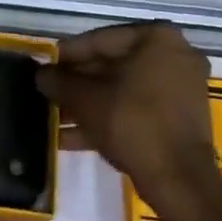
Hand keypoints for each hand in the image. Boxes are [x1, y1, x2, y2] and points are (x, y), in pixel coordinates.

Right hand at [37, 24, 219, 216]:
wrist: (179, 182)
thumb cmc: (132, 123)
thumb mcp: (86, 99)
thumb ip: (59, 81)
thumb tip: (40, 74)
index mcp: (157, 38)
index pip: (101, 40)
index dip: (68, 55)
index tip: (46, 65)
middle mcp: (175, 55)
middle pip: (113, 65)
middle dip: (78, 83)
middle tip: (49, 92)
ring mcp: (181, 89)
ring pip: (123, 90)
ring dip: (89, 104)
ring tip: (55, 118)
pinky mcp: (180, 119)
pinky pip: (138, 109)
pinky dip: (109, 118)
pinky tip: (73, 137)